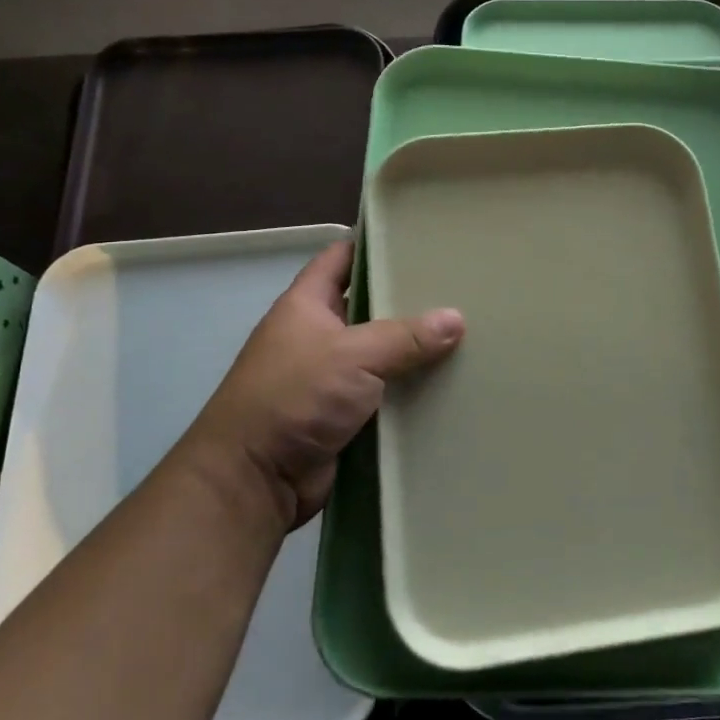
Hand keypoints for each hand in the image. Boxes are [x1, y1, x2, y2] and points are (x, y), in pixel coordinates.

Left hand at [179, 241, 462, 529]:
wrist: (254, 479)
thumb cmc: (294, 397)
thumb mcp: (353, 355)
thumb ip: (406, 336)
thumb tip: (456, 319)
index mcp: (305, 305)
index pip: (340, 259)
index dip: (373, 245)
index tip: (417, 239)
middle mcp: (316, 336)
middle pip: (367, 306)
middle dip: (406, 299)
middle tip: (458, 288)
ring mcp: (328, 377)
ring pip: (379, 353)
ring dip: (413, 350)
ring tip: (466, 333)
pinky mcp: (342, 415)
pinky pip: (383, 393)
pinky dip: (409, 390)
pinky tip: (449, 382)